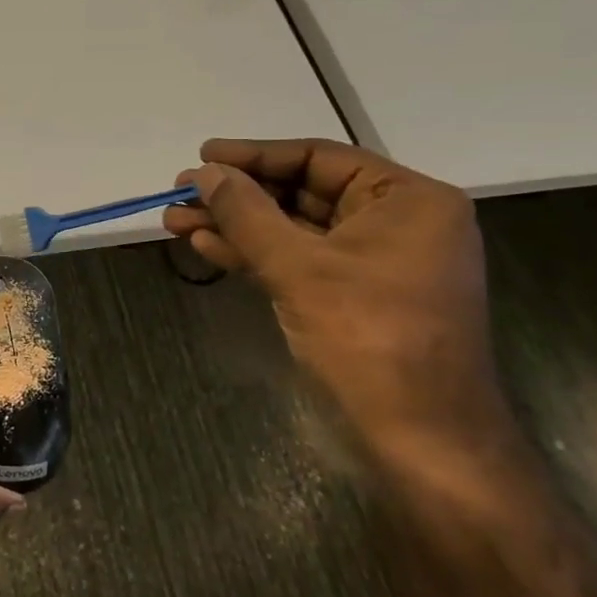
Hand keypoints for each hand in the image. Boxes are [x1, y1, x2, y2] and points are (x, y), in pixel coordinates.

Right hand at [164, 138, 512, 450]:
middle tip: (180, 191)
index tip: (202, 155)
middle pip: (301, 192)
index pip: (318, 158)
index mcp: (408, 201)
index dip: (254, 155)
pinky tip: (206, 246)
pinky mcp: (353, 297)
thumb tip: (204, 173)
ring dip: (234, 225)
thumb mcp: (299, 267)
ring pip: (292, 229)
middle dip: (236, 195)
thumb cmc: (369, 339)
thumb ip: (247, 213)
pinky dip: (253, 253)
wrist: (421, 441)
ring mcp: (374, 263)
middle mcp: (396, 223)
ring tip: (175, 220)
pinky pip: (297, 260)